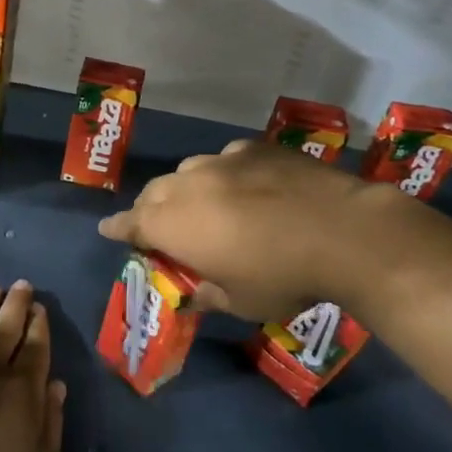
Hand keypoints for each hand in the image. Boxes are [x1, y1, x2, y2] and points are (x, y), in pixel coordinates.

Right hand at [97, 139, 421, 321]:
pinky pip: (226, 160)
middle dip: (150, 210)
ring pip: (188, 172)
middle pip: (154, 193)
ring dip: (186, 190)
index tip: (107, 230)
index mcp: (174, 225)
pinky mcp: (255, 149)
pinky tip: (246, 186)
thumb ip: (207, 293)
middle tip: (160, 227)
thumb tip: (195, 291)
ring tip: (203, 205)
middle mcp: (189, 186)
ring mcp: (222, 162)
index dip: (117, 229)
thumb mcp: (239, 302)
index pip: (131, 224)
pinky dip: (225, 174)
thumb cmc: (283, 277)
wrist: (343, 232)